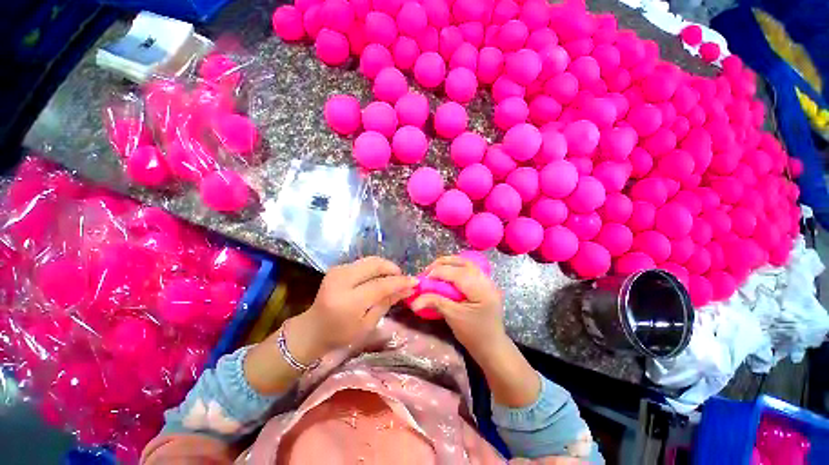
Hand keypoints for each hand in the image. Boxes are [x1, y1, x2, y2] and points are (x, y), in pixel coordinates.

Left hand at [289, 256, 417, 362]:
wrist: (312, 329)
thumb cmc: (341, 334)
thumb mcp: (368, 324)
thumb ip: (387, 302)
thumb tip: (408, 288)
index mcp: (348, 301)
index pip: (380, 285)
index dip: (400, 281)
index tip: (415, 281)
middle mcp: (341, 280)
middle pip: (375, 265)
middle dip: (393, 269)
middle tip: (402, 279)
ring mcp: (338, 271)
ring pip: (370, 260)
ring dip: (385, 267)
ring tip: (392, 278)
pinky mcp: (338, 268)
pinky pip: (363, 263)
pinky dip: (375, 268)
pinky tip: (379, 278)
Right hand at [409, 255, 505, 356]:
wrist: (492, 346)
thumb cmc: (473, 334)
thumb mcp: (453, 317)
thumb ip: (435, 302)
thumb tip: (414, 301)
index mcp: (481, 290)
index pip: (457, 273)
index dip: (438, 272)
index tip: (423, 278)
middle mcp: (487, 281)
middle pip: (464, 263)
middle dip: (444, 263)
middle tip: (428, 270)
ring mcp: (488, 281)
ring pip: (468, 263)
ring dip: (450, 263)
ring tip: (436, 268)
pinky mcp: (486, 284)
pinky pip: (471, 269)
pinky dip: (457, 267)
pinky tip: (449, 272)